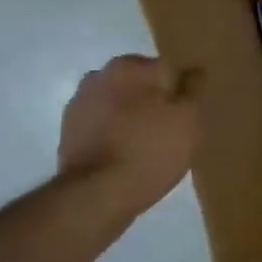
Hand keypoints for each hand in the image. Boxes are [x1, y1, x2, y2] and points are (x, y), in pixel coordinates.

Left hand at [58, 55, 197, 217]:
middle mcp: (100, 75)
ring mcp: (79, 104)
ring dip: (132, 115)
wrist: (96, 195)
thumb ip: (194, 88)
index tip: (188, 113)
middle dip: (154, 99)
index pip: (167, 68)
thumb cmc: (151, 149)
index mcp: (130, 66)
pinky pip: (102, 123)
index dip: (181, 91)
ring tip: (148, 144)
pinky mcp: (68, 131)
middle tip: (171, 128)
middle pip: (140, 83)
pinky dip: (114, 132)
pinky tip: (126, 153)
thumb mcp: (189, 118)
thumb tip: (193, 70)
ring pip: (119, 102)